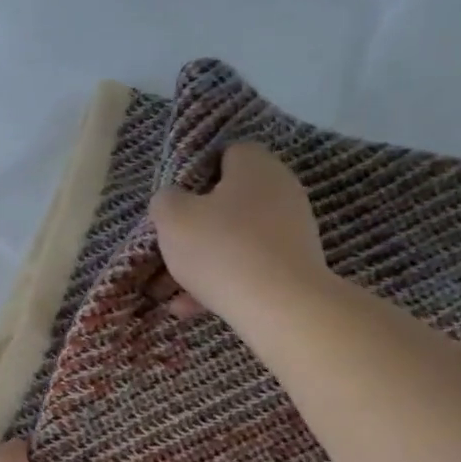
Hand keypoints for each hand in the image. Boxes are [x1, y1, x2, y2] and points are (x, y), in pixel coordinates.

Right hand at [148, 142, 326, 325]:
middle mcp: (281, 190)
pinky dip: (222, 282)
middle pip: (231, 200)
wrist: (280, 306)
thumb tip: (172, 200)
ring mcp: (292, 230)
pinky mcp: (295, 266)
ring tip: (175, 288)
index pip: (226, 154)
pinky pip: (249, 267)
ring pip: (237, 239)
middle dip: (199, 224)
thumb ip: (165, 201)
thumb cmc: (221, 249)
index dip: (197, 175)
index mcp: (255, 166)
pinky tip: (192, 307)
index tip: (177, 203)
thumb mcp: (173, 219)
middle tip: (174, 245)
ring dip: (206, 260)